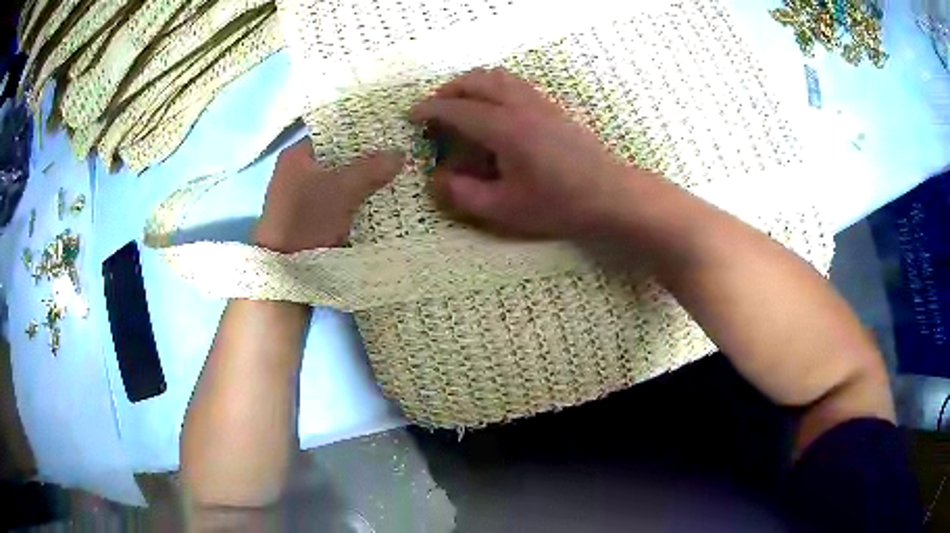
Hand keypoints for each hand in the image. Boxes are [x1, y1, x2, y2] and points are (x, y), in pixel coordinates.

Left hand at [253, 139, 404, 252]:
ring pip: (341, 182)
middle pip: (340, 159)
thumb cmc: (307, 218)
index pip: (334, 135)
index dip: (362, 133)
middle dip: (367, 161)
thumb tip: (400, 152)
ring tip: (396, 177)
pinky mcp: (311, 217)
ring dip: (364, 183)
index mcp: (298, 156)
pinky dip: (356, 201)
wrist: (286, 268)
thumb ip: (371, 168)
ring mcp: (304, 196)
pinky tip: (381, 201)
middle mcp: (298, 172)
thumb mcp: (342, 189)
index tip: (389, 135)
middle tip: (397, 157)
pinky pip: (339, 201)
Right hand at [409, 67, 637, 238]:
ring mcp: (539, 102)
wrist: (610, 194)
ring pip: (498, 75)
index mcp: (505, 129)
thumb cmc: (559, 204)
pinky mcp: (552, 106)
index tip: (411, 116)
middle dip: (448, 90)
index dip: (429, 110)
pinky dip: (493, 85)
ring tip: (460, 103)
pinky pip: (515, 82)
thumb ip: (465, 194)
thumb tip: (438, 179)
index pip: (457, 109)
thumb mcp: (506, 209)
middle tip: (434, 109)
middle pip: (476, 80)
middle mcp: (520, 105)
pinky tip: (493, 108)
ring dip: (472, 83)